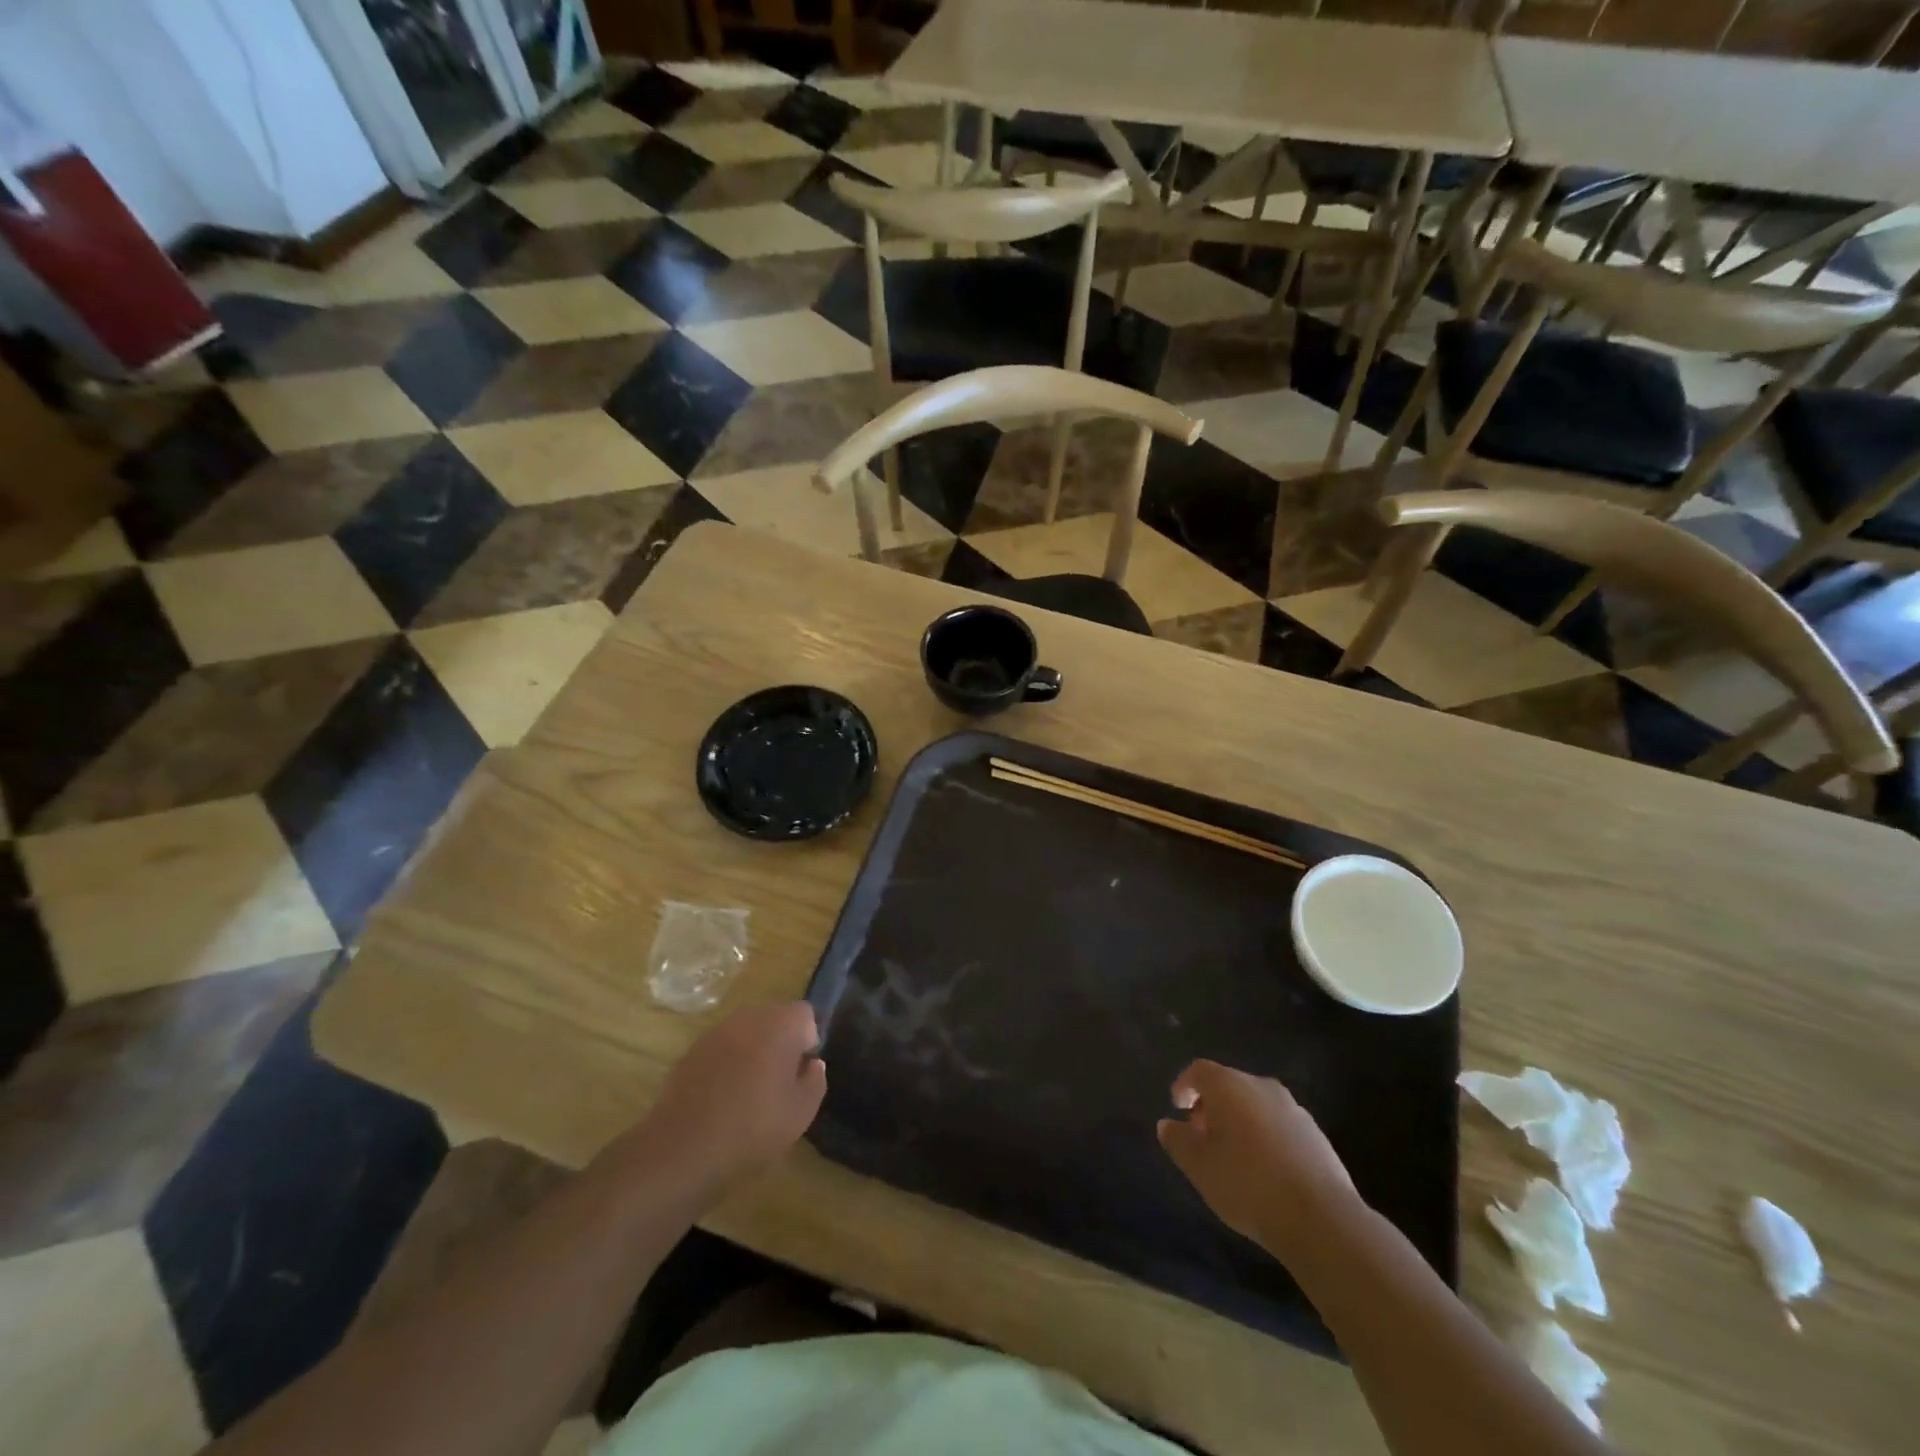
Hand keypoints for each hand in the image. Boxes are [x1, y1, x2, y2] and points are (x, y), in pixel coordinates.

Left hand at [639, 1002, 827, 1199]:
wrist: (682, 1149)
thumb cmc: (753, 1127)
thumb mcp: (801, 1112)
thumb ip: (815, 1080)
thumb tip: (812, 1064)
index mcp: (780, 1024)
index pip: (805, 1014)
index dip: (808, 1040)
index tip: (802, 1071)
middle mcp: (749, 1017)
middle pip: (774, 1018)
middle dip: (781, 1042)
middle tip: (780, 1082)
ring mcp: (716, 1032)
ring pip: (746, 1032)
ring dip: (753, 1051)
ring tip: (751, 1091)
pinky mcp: (691, 1051)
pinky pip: (722, 1049)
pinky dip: (727, 1064)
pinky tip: (723, 1098)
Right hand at [1157, 1060, 1358, 1258]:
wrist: (1321, 1218)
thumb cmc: (1247, 1184)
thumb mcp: (1199, 1166)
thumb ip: (1178, 1141)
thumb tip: (1167, 1124)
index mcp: (1229, 1085)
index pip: (1199, 1071)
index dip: (1184, 1086)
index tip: (1177, 1108)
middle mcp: (1261, 1086)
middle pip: (1229, 1085)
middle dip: (1211, 1106)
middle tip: (1201, 1136)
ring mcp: (1293, 1109)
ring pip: (1255, 1105)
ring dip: (1239, 1122)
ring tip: (1232, 1156)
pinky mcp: (1316, 1135)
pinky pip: (1278, 1125)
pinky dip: (1264, 1137)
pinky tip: (1263, 1170)